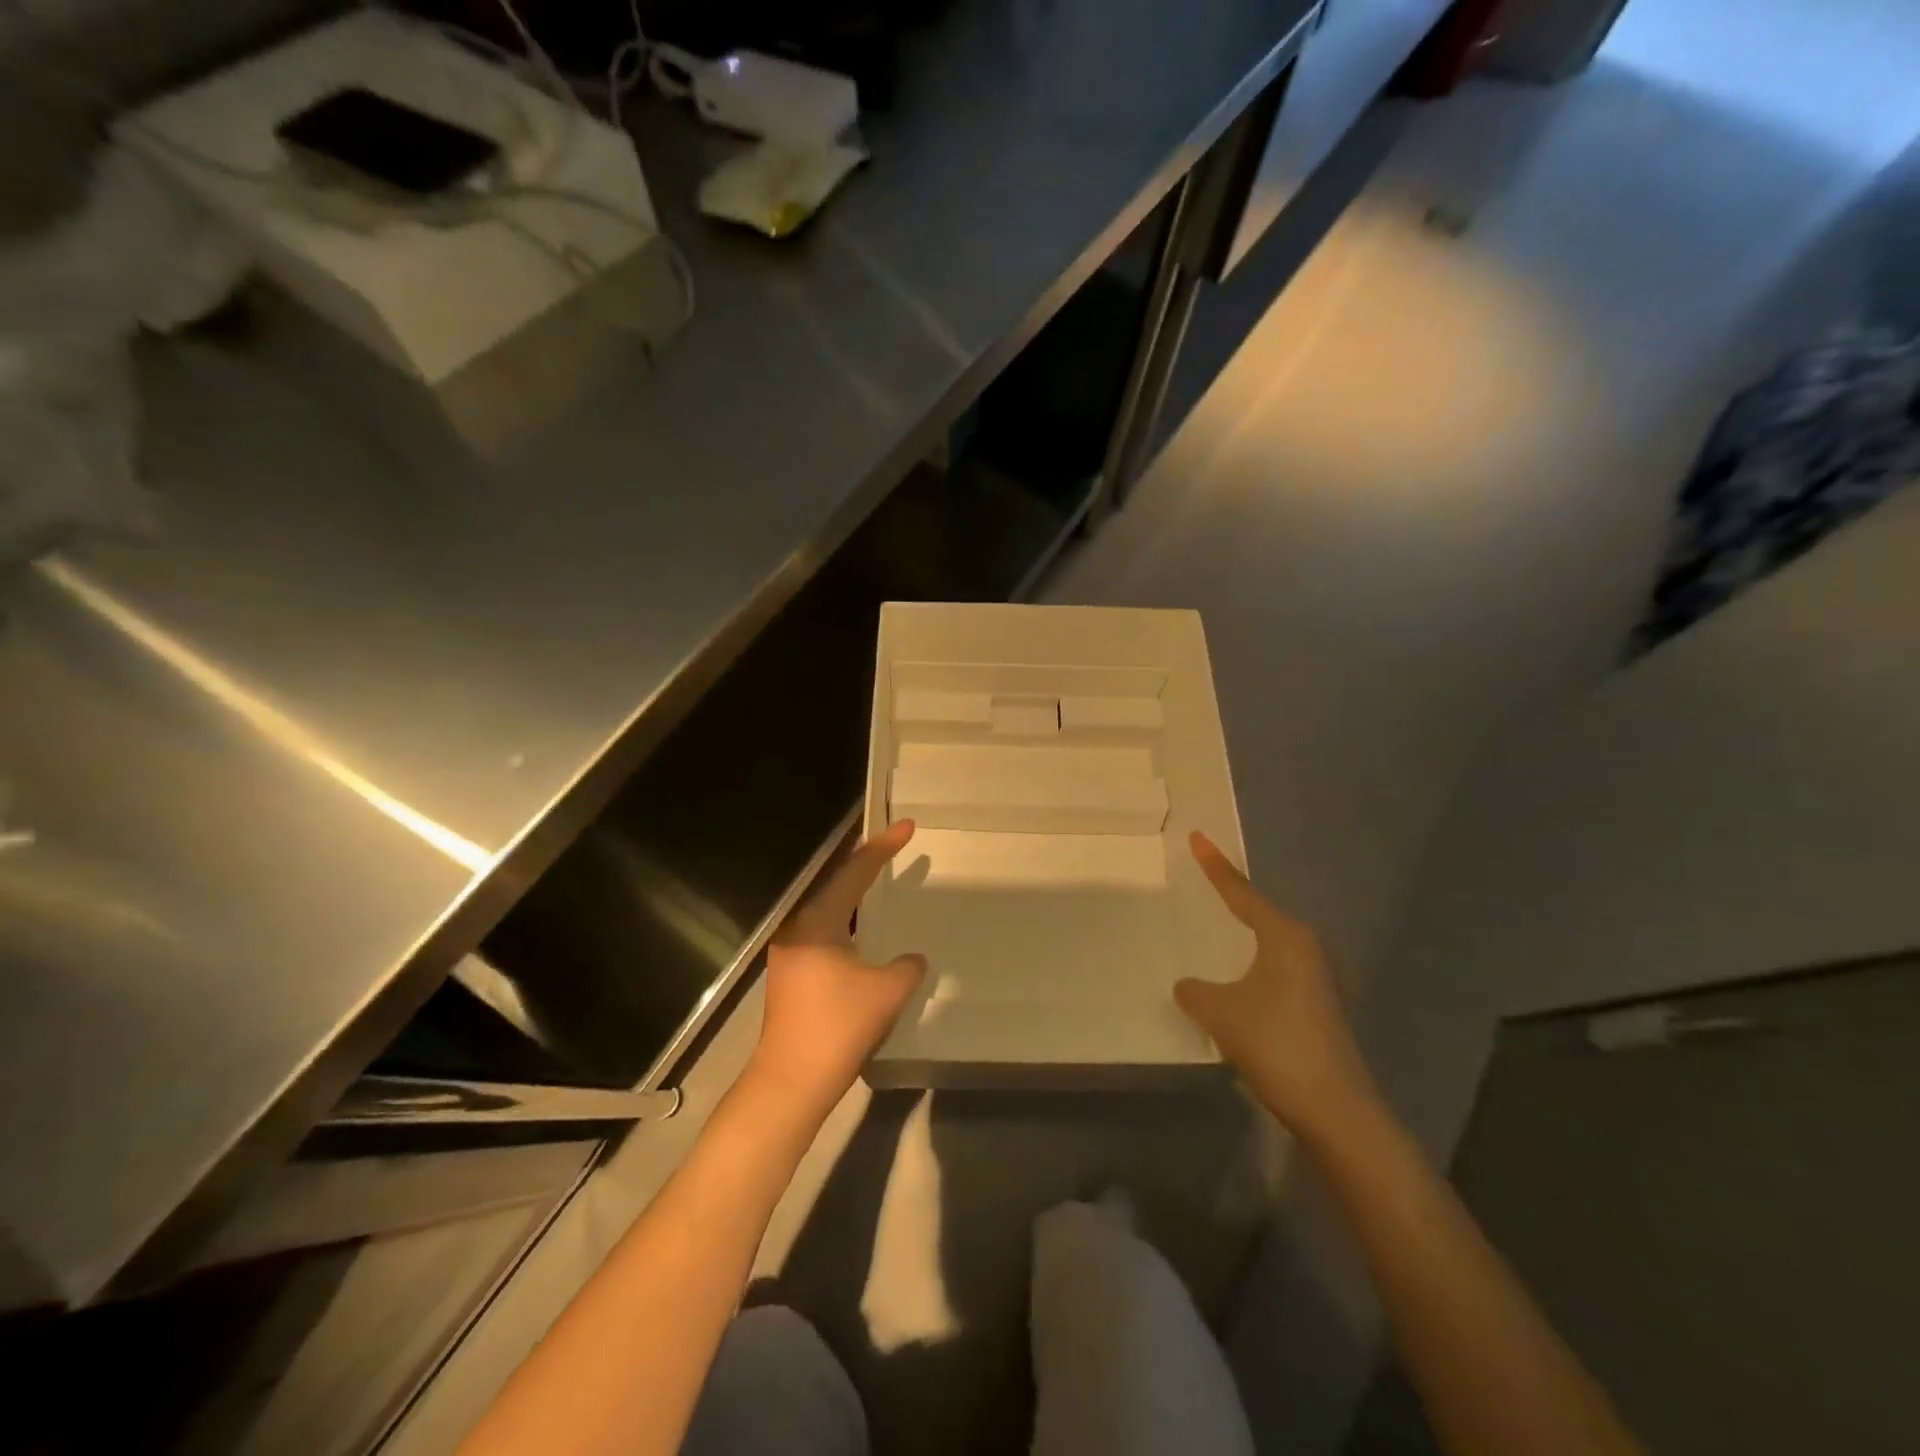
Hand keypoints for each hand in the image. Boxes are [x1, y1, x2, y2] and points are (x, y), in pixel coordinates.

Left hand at [751, 820, 927, 1108]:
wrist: (791, 1082)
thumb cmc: (839, 1028)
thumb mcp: (887, 992)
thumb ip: (907, 967)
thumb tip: (911, 959)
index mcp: (819, 922)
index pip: (855, 873)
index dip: (883, 848)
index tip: (906, 826)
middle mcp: (799, 928)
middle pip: (837, 885)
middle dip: (867, 865)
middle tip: (894, 847)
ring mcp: (790, 953)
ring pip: (829, 911)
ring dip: (855, 896)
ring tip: (881, 882)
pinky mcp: (790, 976)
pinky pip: (824, 933)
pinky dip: (847, 923)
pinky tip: (862, 933)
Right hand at [1174, 832, 1378, 1142]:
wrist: (1335, 1108)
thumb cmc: (1276, 1043)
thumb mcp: (1221, 1013)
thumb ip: (1195, 992)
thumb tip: (1188, 986)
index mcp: (1284, 936)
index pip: (1241, 892)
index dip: (1215, 866)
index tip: (1198, 837)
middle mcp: (1305, 948)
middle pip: (1260, 913)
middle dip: (1232, 899)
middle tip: (1204, 881)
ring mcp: (1317, 978)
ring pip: (1269, 944)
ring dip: (1244, 938)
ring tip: (1216, 929)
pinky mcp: (1319, 1005)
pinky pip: (1275, 970)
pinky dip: (1252, 967)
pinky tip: (1236, 983)